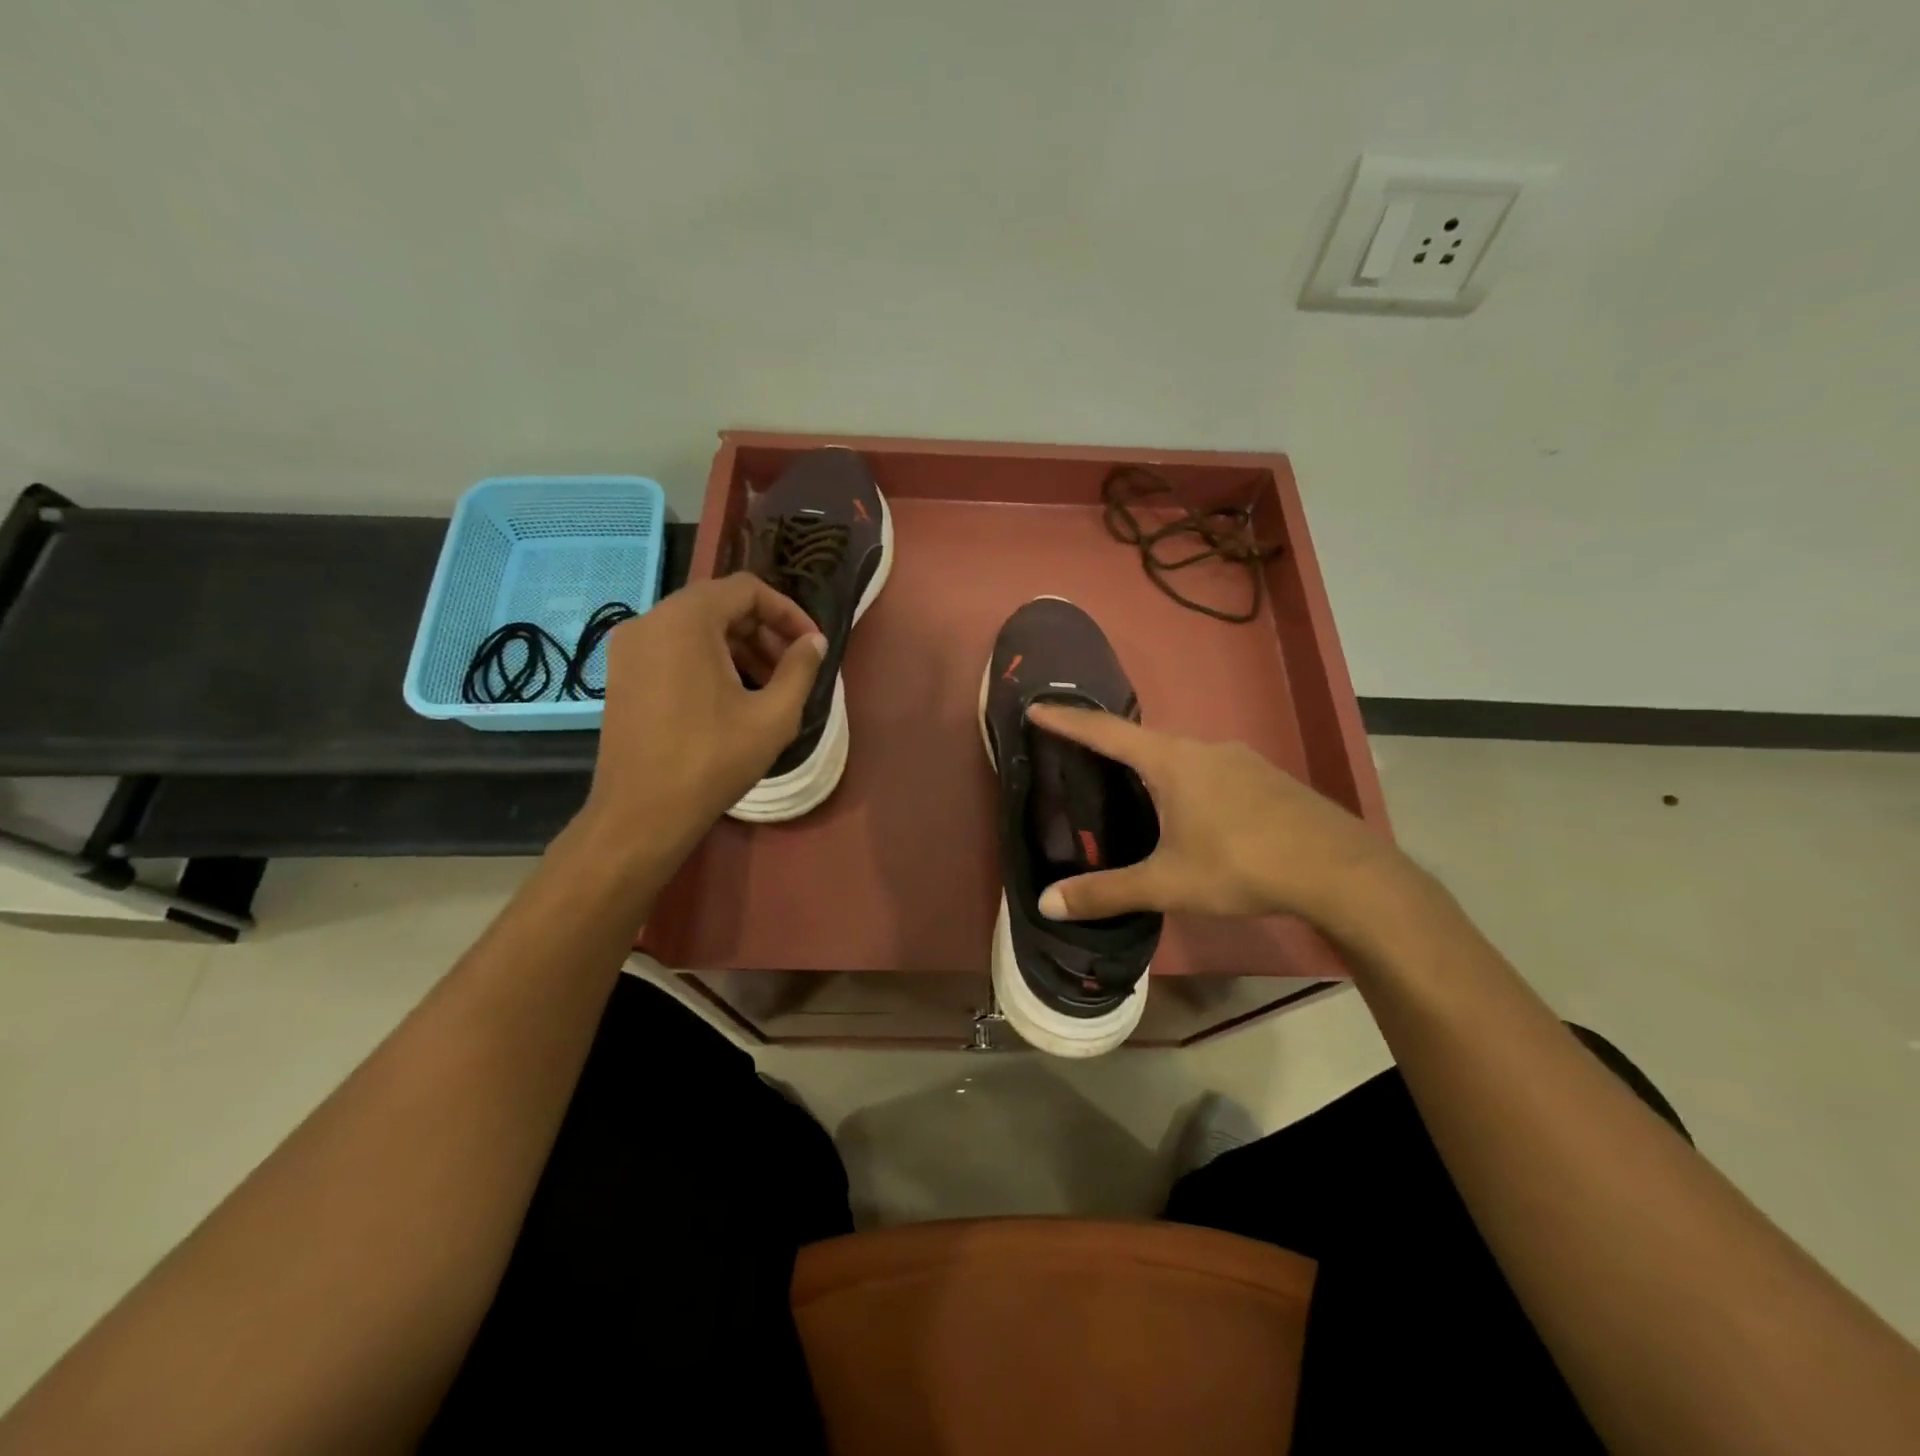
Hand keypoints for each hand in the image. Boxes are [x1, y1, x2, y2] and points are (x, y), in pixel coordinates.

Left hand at [578, 574, 823, 851]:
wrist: (641, 814)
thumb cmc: (712, 760)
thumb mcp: (773, 716)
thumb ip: (800, 669)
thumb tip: (814, 643)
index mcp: (686, 620)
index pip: (747, 589)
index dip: (788, 612)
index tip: (812, 644)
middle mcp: (650, 621)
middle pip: (719, 605)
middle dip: (764, 632)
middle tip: (793, 669)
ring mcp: (629, 647)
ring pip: (696, 629)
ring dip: (738, 648)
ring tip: (768, 687)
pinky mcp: (621, 673)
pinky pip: (674, 649)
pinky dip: (708, 661)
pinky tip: (731, 699)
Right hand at [1025, 704, 1413, 931]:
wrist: (1340, 869)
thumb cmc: (1243, 865)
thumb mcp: (1167, 884)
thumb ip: (1106, 893)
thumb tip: (1045, 904)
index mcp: (1171, 762)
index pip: (1106, 732)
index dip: (1068, 720)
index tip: (1037, 706)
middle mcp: (1203, 748)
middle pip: (1143, 739)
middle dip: (1109, 746)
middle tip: (1081, 758)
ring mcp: (1240, 759)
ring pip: (1181, 755)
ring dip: (1151, 766)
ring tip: (1133, 792)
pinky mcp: (1265, 776)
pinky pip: (1210, 768)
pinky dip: (1186, 780)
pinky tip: (1193, 813)